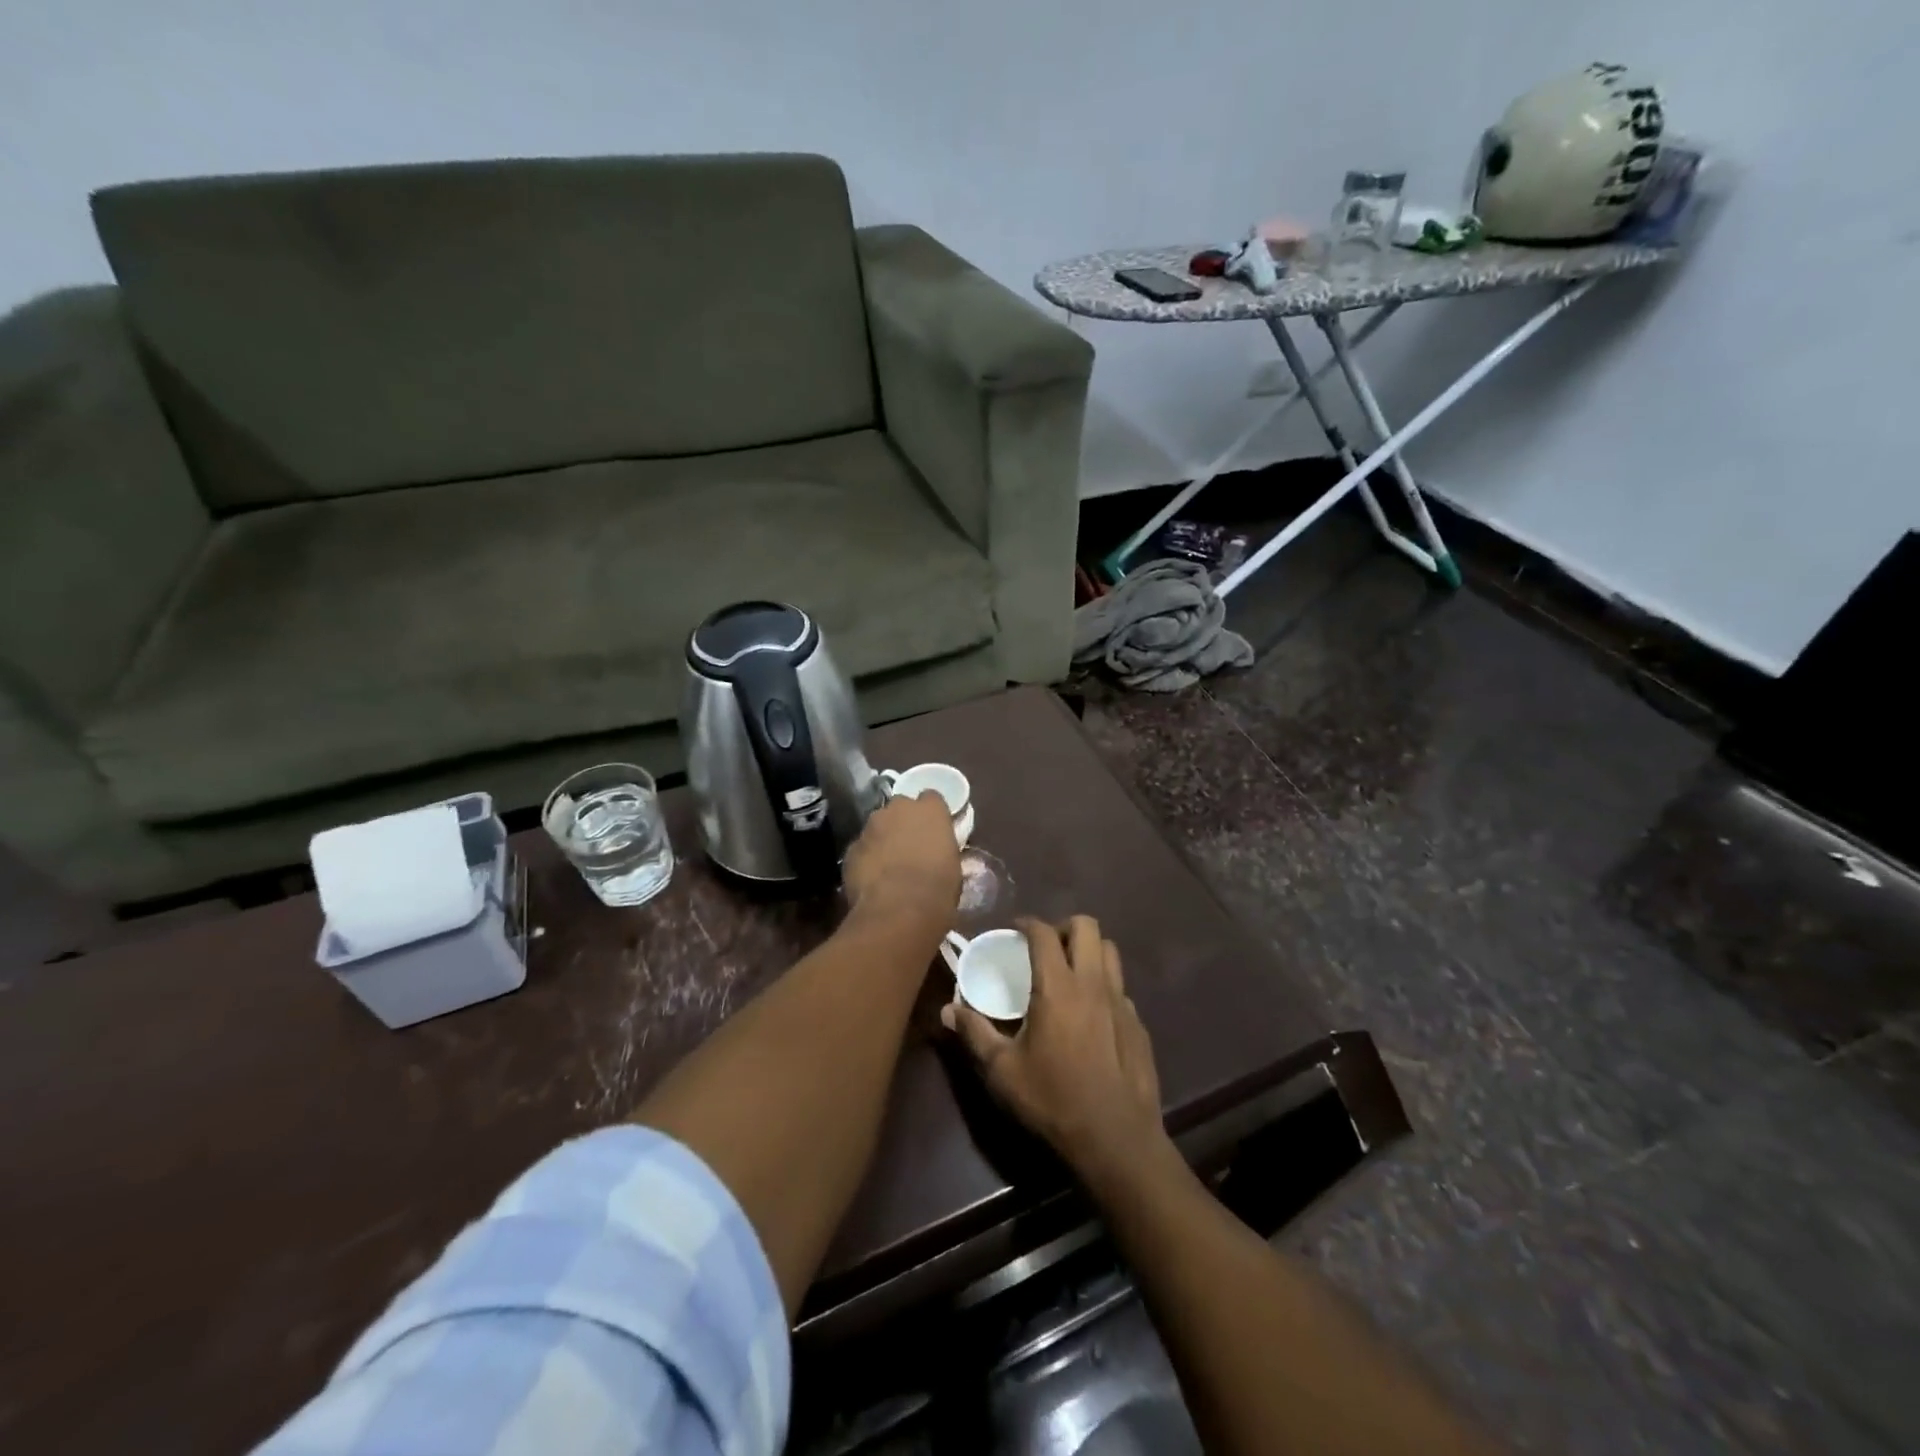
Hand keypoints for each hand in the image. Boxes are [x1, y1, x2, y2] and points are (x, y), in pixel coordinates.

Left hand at [842, 791, 960, 924]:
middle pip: (900, 807)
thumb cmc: (937, 890)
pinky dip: (867, 858)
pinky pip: (862, 848)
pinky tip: (872, 879)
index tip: (934, 830)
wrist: (898, 911)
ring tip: (889, 865)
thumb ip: (942, 850)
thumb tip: (937, 854)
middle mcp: (898, 808)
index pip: (931, 798)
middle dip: (904, 822)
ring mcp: (870, 826)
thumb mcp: (953, 867)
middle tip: (910, 846)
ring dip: (883, 839)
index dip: (932, 814)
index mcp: (930, 810)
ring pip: (877, 826)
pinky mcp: (851, 848)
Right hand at [941, 915, 1169, 1183]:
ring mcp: (1121, 1002)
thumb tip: (947, 1010)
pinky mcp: (1138, 1024)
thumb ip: (975, 1033)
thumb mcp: (1002, 1071)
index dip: (1028, 924)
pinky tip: (1091, 1014)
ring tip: (1069, 971)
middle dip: (1063, 927)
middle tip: (1045, 948)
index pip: (1044, 933)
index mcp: (1058, 987)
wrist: (1116, 1139)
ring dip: (1088, 950)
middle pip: (1087, 926)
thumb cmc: (1053, 1101)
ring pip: (1110, 951)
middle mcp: (1093, 983)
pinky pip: (1121, 987)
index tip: (1015, 930)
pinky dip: (1103, 985)